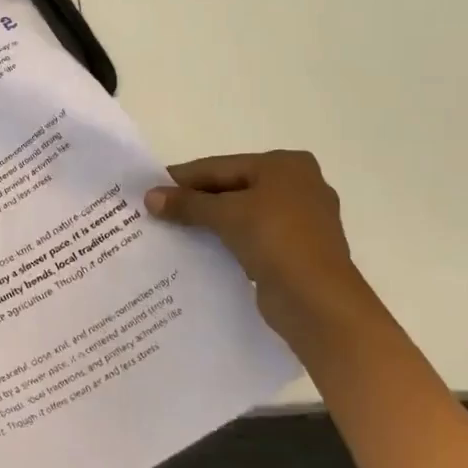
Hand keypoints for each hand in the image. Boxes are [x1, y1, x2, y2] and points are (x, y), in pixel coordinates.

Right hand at [145, 151, 381, 347]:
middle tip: (156, 209)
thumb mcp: (226, 214)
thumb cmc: (276, 240)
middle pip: (232, 188)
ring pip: (241, 213)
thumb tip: (149, 197)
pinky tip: (199, 248)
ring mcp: (300, 220)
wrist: (318, 301)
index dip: (183, 178)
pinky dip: (227, 240)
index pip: (221, 167)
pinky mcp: (296, 250)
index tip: (149, 187)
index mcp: (285, 165)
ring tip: (170, 229)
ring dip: (209, 222)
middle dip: (195, 201)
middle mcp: (298, 186)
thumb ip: (187, 203)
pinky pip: (251, 236)